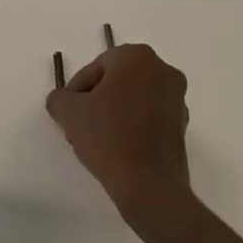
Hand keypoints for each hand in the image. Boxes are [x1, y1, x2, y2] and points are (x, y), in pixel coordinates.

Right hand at [46, 42, 191, 218]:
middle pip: (117, 81)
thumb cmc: (108, 136)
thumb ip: (59, 98)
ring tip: (95, 140)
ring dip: (113, 113)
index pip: (97, 66)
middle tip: (79, 124)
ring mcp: (177, 99)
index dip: (77, 89)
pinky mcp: (182, 126)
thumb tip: (62, 101)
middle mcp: (162, 70)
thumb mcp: (70, 112)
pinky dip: (132, 125)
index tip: (68, 112)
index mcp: (137, 57)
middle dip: (96, 100)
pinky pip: (149, 116)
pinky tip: (116, 148)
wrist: (149, 185)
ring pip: (133, 98)